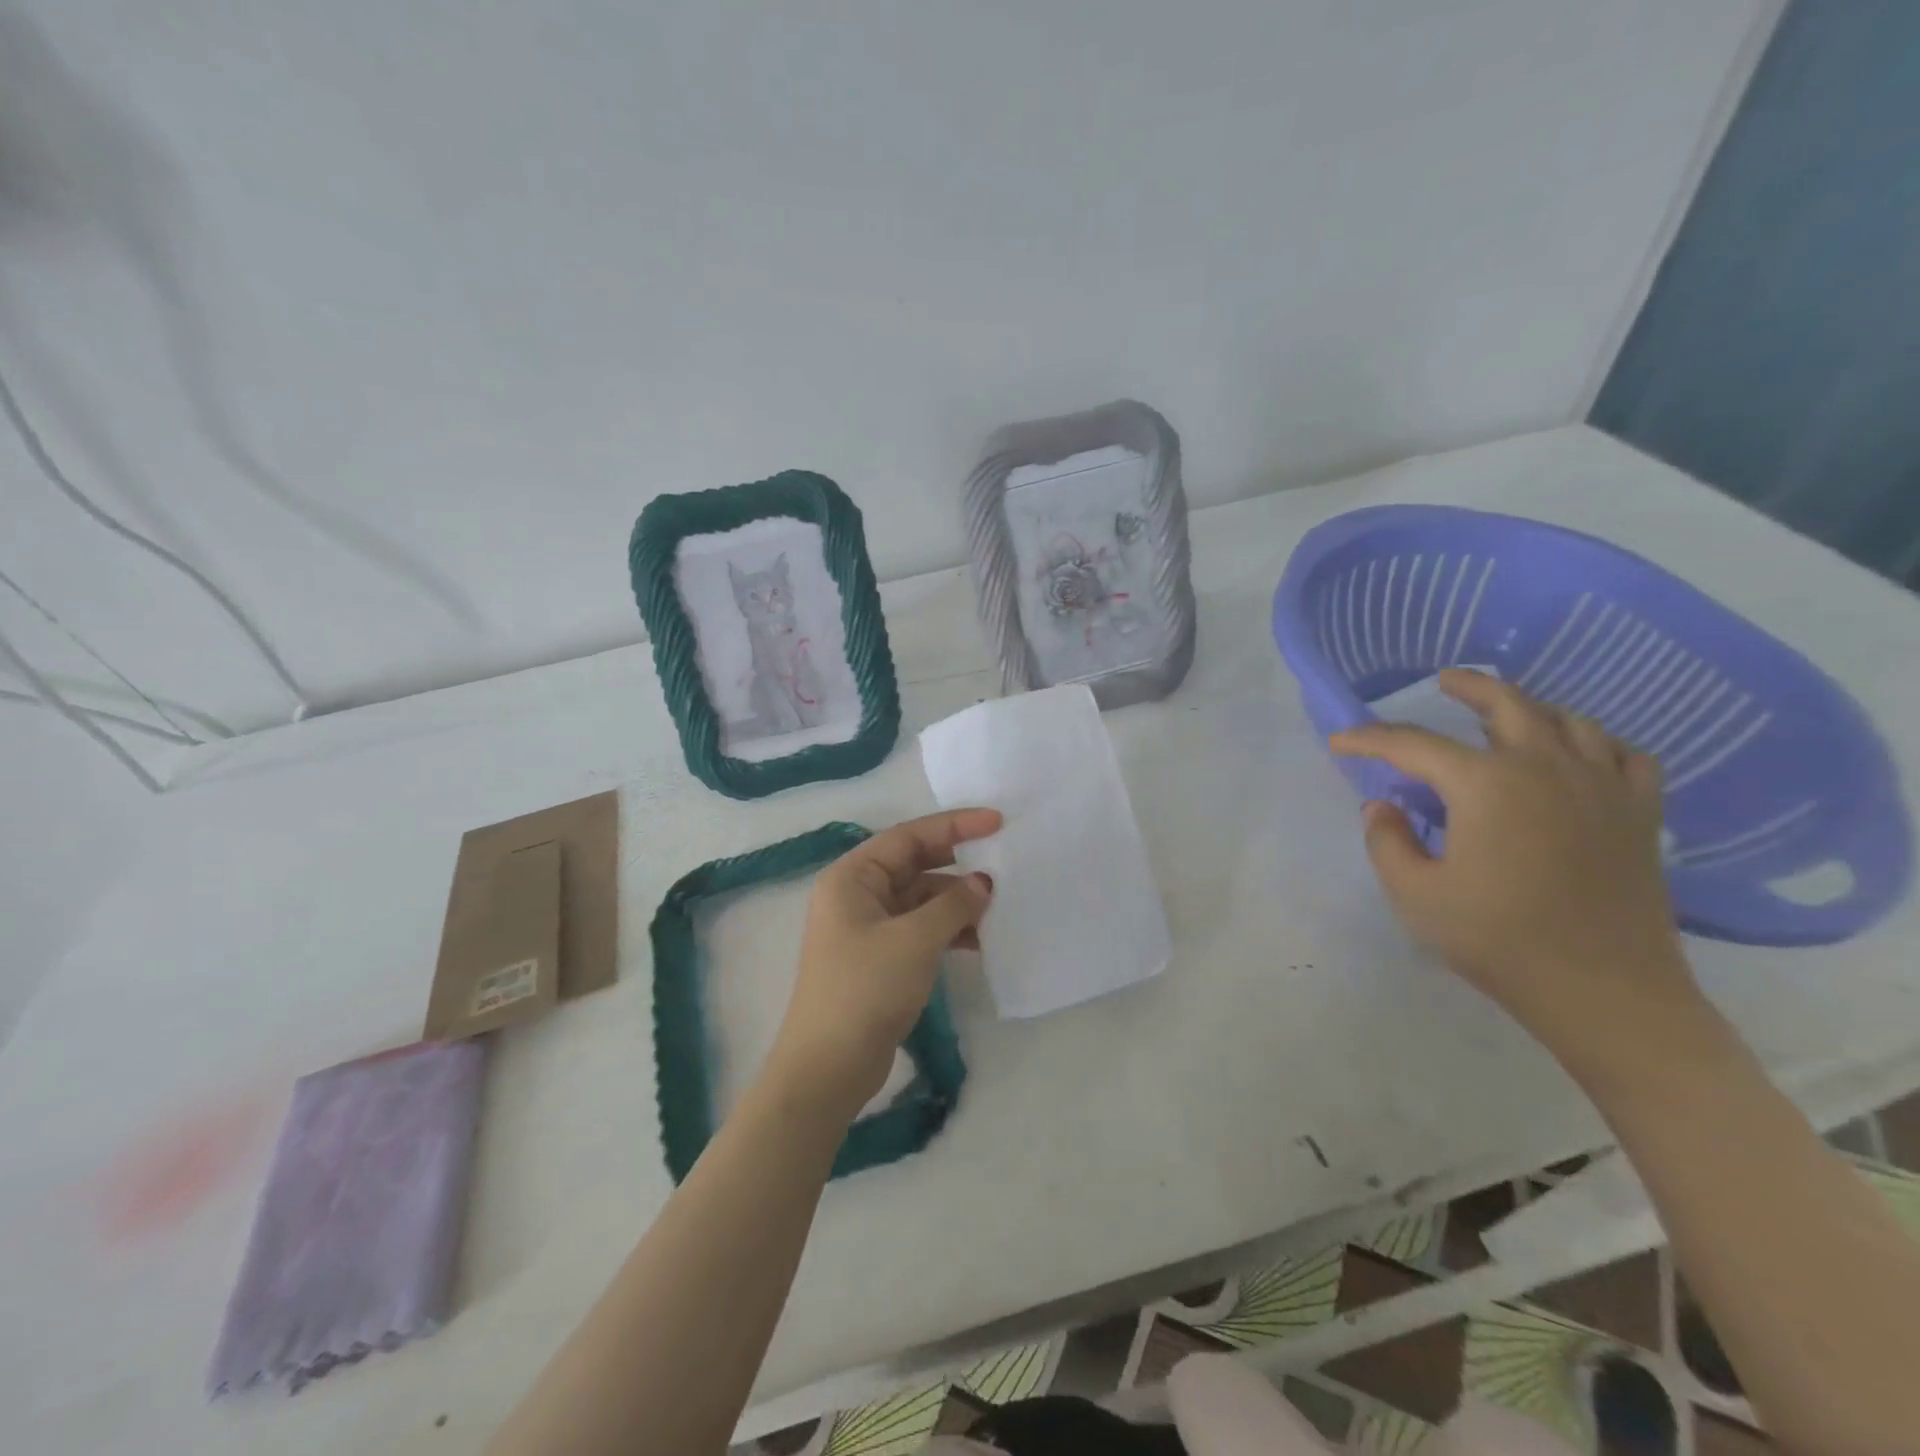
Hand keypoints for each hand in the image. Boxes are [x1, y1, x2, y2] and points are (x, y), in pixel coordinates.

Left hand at [768, 809, 999, 1118]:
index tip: (997, 822)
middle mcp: (856, 895)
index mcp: (852, 877)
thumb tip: (983, 882)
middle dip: (957, 863)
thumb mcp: (915, 940)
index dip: (954, 825)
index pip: (908, 836)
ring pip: (920, 900)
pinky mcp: (879, 958)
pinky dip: (948, 930)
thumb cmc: (865, 989)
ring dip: (956, 902)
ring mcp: (866, 928)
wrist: (828, 1068)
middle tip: (1003, 859)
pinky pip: (919, 929)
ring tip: (998, 907)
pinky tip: (979, 940)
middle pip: (914, 864)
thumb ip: (953, 905)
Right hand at [1330, 671, 1699, 1057]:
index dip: (1369, 739)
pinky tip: (1581, 753)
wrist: (1604, 990)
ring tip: (1508, 713)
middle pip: (1507, 704)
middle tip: (1443, 682)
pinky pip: (1626, 756)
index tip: (1340, 742)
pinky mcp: (1638, 814)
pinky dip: (1598, 743)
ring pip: (1570, 721)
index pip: (1413, 745)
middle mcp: (1545, 768)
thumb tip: (1383, 807)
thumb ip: (1386, 841)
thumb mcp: (1414, 893)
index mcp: (1486, 784)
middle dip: (1468, 688)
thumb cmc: (1497, 938)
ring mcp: (1601, 787)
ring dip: (1531, 708)